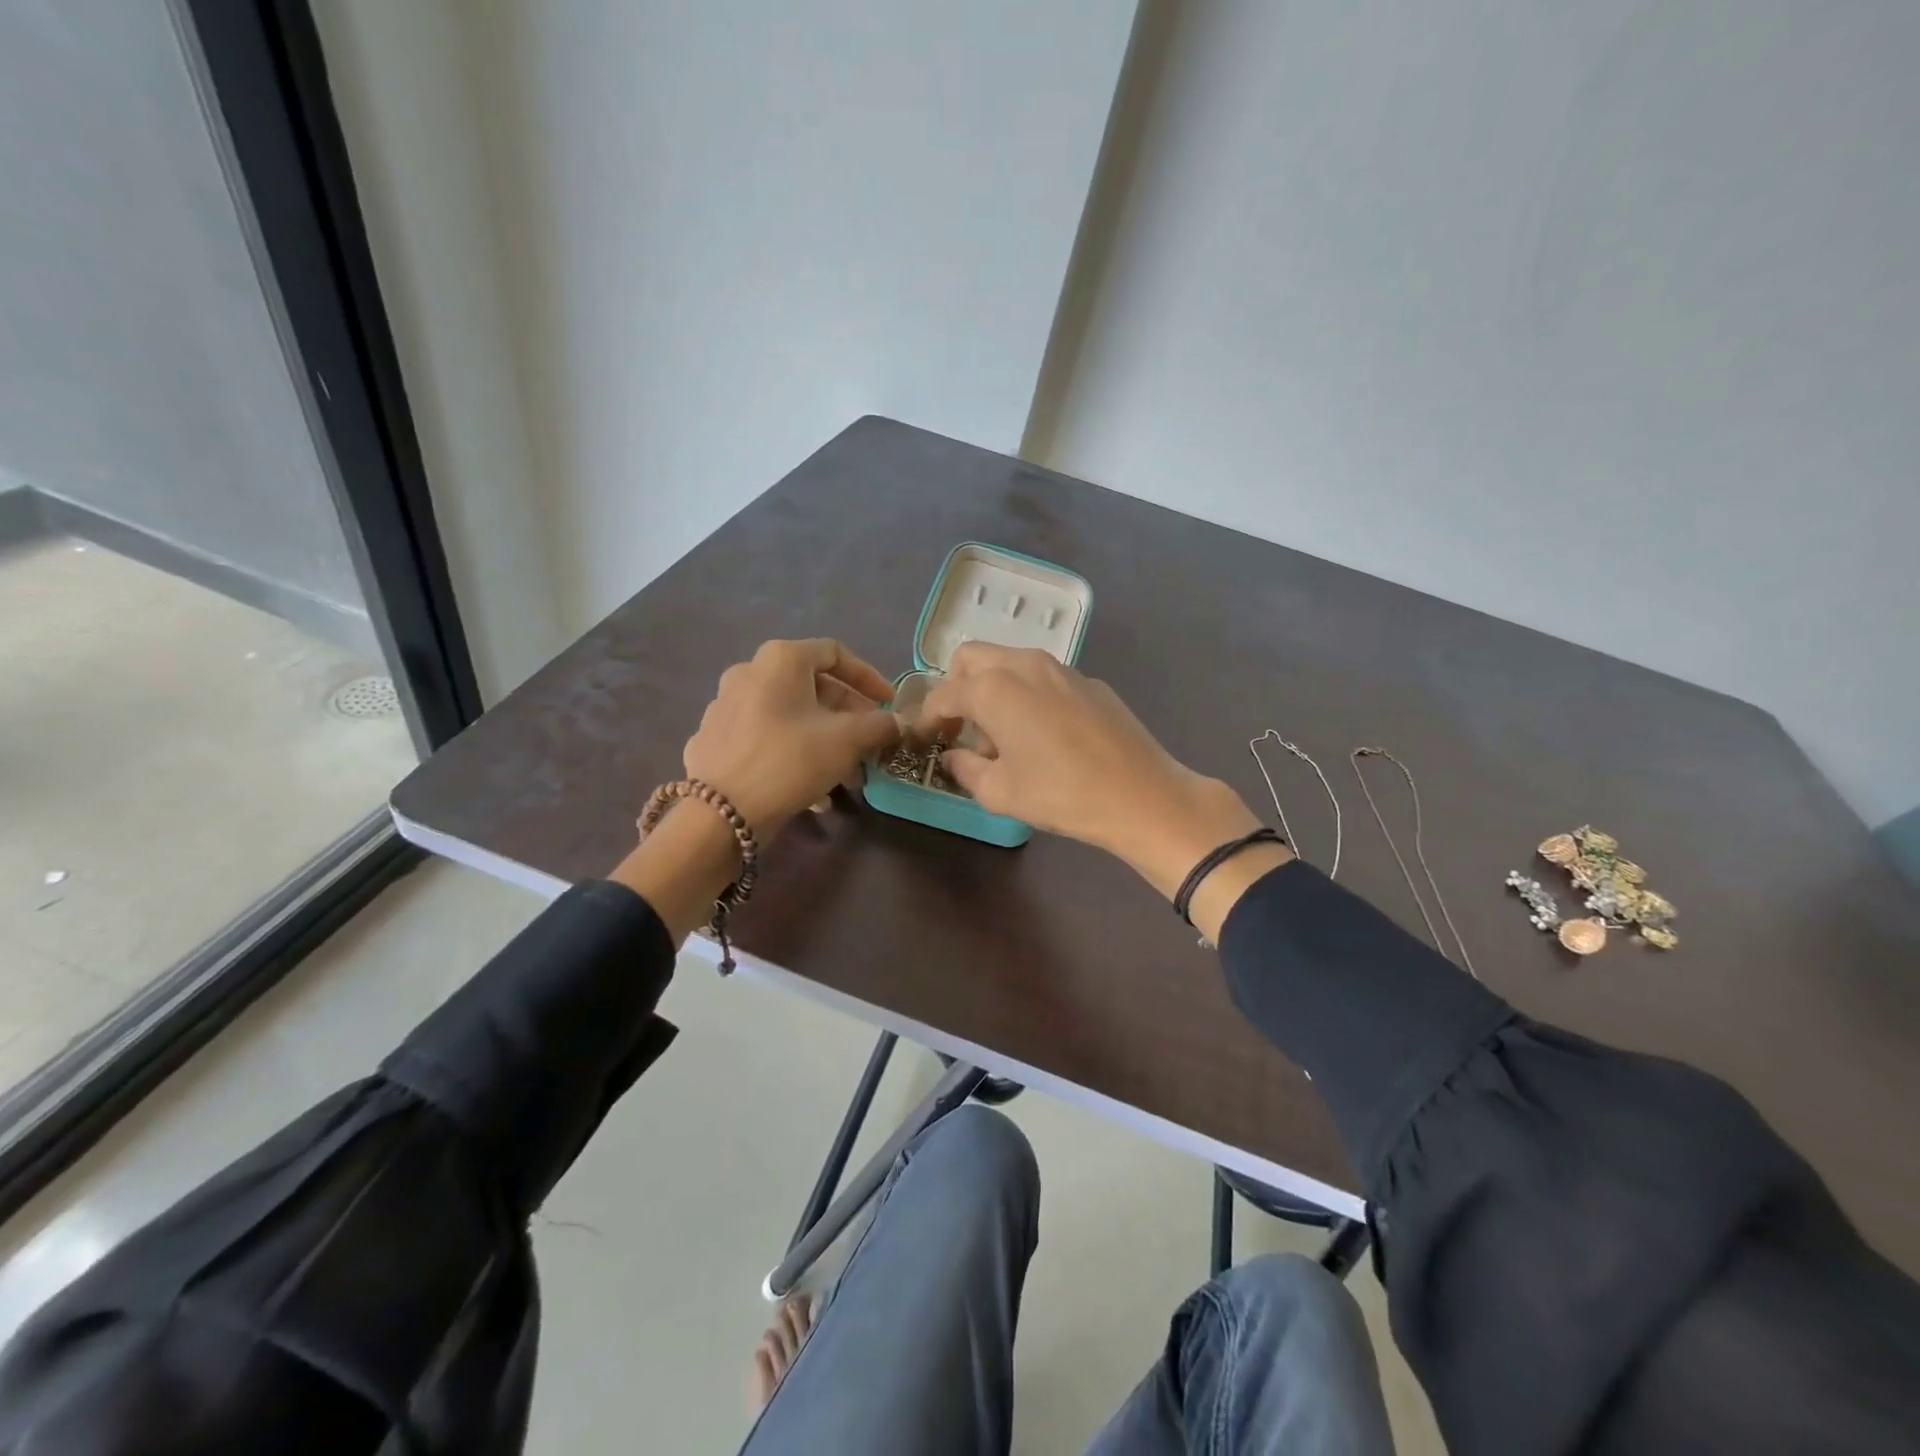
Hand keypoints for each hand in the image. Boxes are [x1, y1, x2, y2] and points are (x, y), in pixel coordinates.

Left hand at [682, 638, 901, 838]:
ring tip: (848, 777)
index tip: (889, 705)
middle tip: (870, 743)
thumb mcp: (848, 740)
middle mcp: (749, 673)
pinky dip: (795, 754)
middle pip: (812, 687)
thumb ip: (880, 726)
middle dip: (848, 717)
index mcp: (780, 660)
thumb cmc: (790, 760)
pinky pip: (766, 739)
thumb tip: (898, 723)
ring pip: (790, 716)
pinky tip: (814, 792)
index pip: (834, 653)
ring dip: (825, 740)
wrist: (720, 812)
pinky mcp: (714, 740)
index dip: (868, 677)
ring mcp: (725, 706)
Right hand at [916, 644, 1287, 906]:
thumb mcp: (999, 793)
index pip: (943, 695)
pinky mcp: (1089, 681)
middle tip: (961, 728)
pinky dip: (1027, 695)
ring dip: (993, 689)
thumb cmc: (1061, 795)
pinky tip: (1045, 736)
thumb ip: (964, 769)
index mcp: (994, 688)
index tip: (923, 739)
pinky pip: (1043, 677)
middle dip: (956, 687)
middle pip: (971, 658)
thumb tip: (953, 756)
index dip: (926, 718)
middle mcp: (1024, 665)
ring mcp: (1061, 668)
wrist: (1142, 795)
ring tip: (1004, 737)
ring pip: (1009, 662)